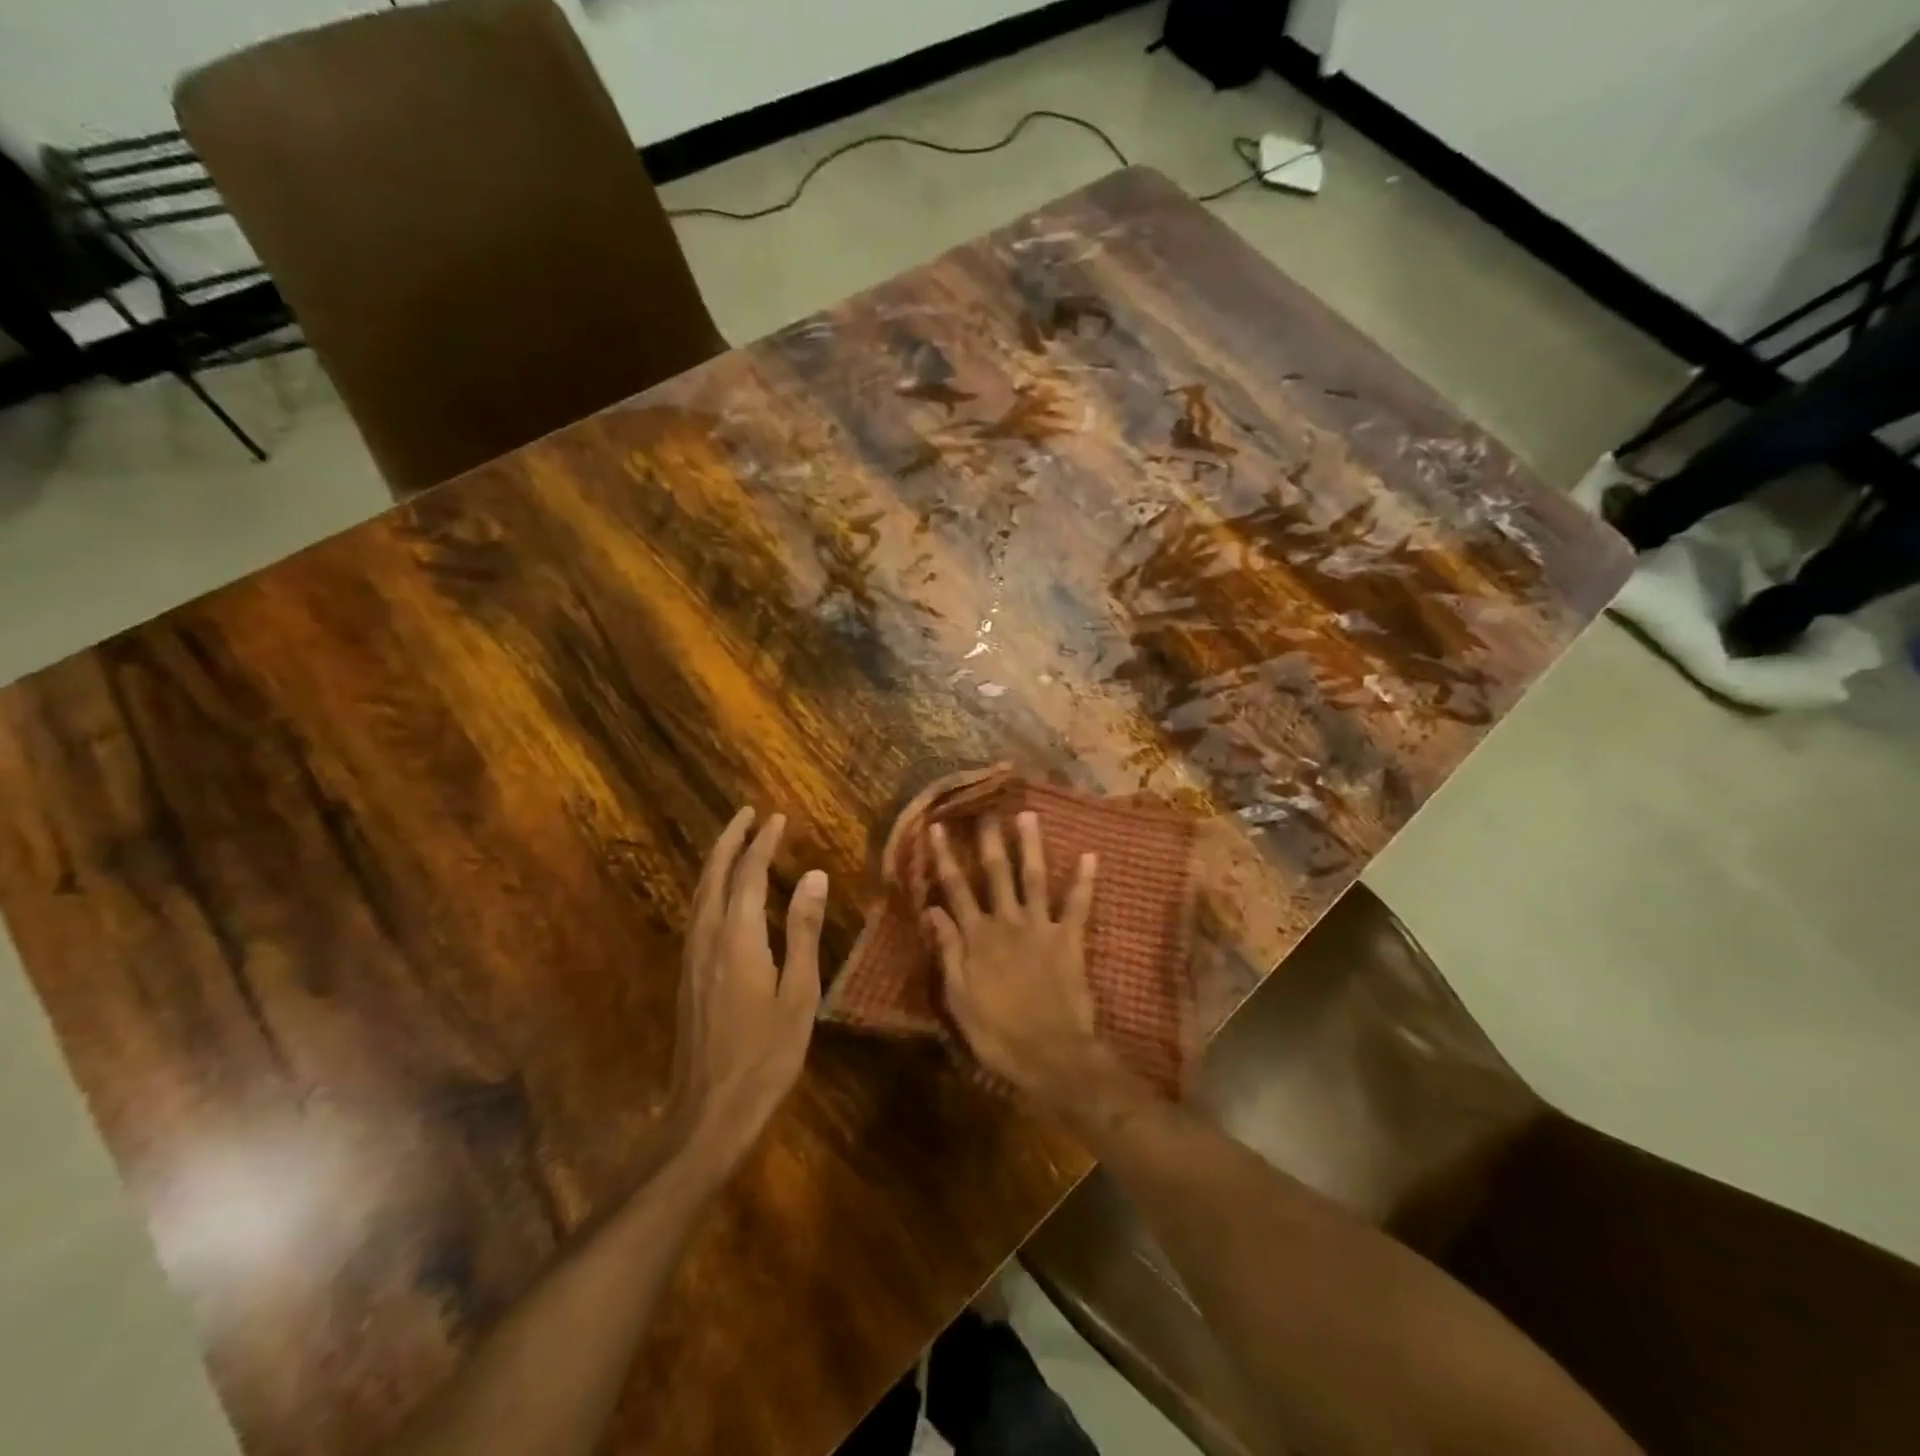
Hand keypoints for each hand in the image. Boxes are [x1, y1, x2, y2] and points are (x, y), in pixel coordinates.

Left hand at [670, 808, 826, 1173]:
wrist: (709, 1110)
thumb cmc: (766, 1054)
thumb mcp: (799, 993)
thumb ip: (802, 930)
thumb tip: (813, 876)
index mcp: (737, 938)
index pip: (748, 875)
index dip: (763, 843)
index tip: (777, 818)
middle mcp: (707, 937)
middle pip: (714, 875)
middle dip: (730, 840)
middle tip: (748, 814)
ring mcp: (692, 957)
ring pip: (700, 893)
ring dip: (717, 861)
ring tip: (735, 840)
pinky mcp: (688, 974)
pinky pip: (697, 913)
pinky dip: (711, 887)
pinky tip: (721, 894)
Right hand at [925, 812, 1114, 1110]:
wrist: (1050, 1056)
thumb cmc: (997, 1033)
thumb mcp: (958, 997)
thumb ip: (948, 950)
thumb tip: (932, 909)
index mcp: (977, 938)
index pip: (955, 889)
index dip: (944, 858)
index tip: (937, 827)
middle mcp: (1007, 923)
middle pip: (996, 874)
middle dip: (989, 840)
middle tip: (986, 808)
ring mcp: (1041, 928)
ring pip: (1034, 878)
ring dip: (1031, 845)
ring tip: (1029, 815)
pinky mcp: (1069, 940)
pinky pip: (1078, 905)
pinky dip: (1084, 880)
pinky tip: (1090, 855)